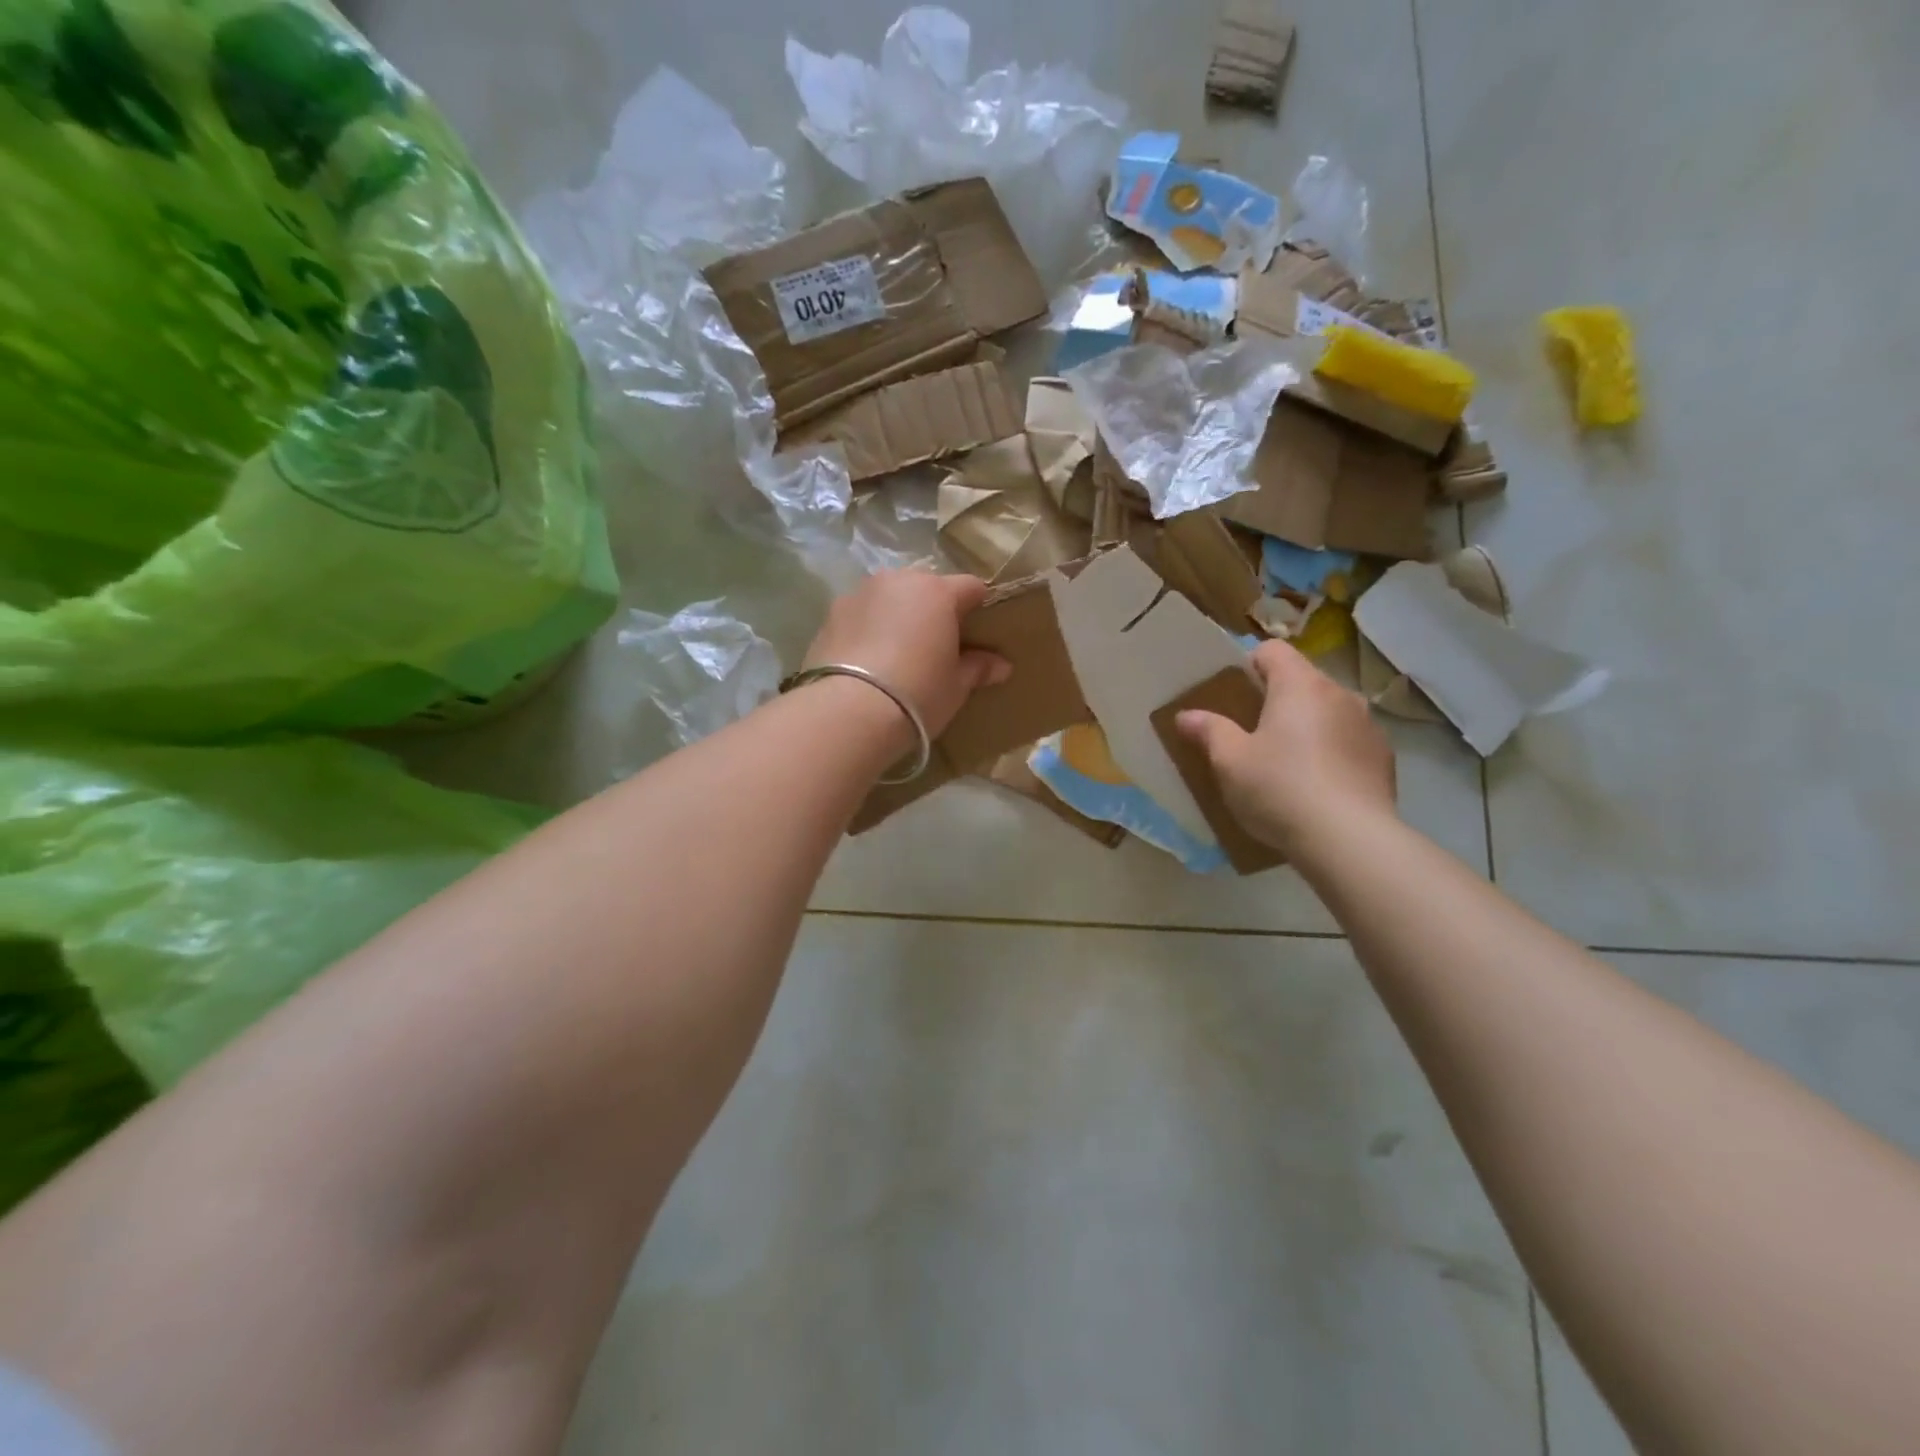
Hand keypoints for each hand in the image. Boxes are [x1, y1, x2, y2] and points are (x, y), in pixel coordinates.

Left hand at [803, 570, 1010, 740]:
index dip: (979, 607)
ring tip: (898, 653)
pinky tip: (869, 661)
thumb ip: (978, 668)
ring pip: (890, 597)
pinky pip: (861, 615)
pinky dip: (869, 629)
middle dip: (935, 609)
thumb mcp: (956, 686)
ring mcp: (859, 593)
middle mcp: (897, 581)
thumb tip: (1001, 665)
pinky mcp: (830, 614)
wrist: (848, 712)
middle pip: (926, 587)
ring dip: (898, 615)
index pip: (971, 587)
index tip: (980, 632)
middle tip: (937, 646)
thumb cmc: (917, 694)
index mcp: (937, 592)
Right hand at [1176, 640, 1396, 854]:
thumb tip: (1187, 715)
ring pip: (1328, 711)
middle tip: (1251, 733)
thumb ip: (1209, 731)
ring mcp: (1368, 725)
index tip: (1233, 695)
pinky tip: (1317, 787)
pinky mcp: (1383, 758)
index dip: (1248, 665)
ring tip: (1287, 763)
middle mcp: (1340, 694)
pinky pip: (1349, 742)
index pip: (1272, 650)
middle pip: (1302, 680)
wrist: (1349, 840)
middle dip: (1277, 699)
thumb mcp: (1230, 762)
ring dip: (1307, 726)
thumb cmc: (1280, 788)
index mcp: (1300, 685)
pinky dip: (1332, 752)